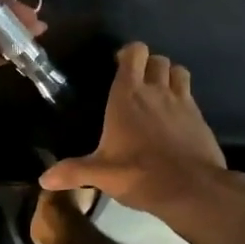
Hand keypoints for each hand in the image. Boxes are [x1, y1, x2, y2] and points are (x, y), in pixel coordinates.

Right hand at [40, 41, 226, 215]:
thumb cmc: (140, 174)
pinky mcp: (200, 118)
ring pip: (178, 71)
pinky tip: (174, 118)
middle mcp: (156, 91)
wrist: (192, 189)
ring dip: (168, 75)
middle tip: (137, 81)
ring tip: (158, 92)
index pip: (134, 53)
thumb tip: (44, 179)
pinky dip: (183, 97)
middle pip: (157, 59)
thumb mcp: (101, 174)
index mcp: (128, 95)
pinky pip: (191, 95)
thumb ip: (73, 171)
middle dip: (148, 64)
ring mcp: (182, 102)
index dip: (128, 53)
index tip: (118, 64)